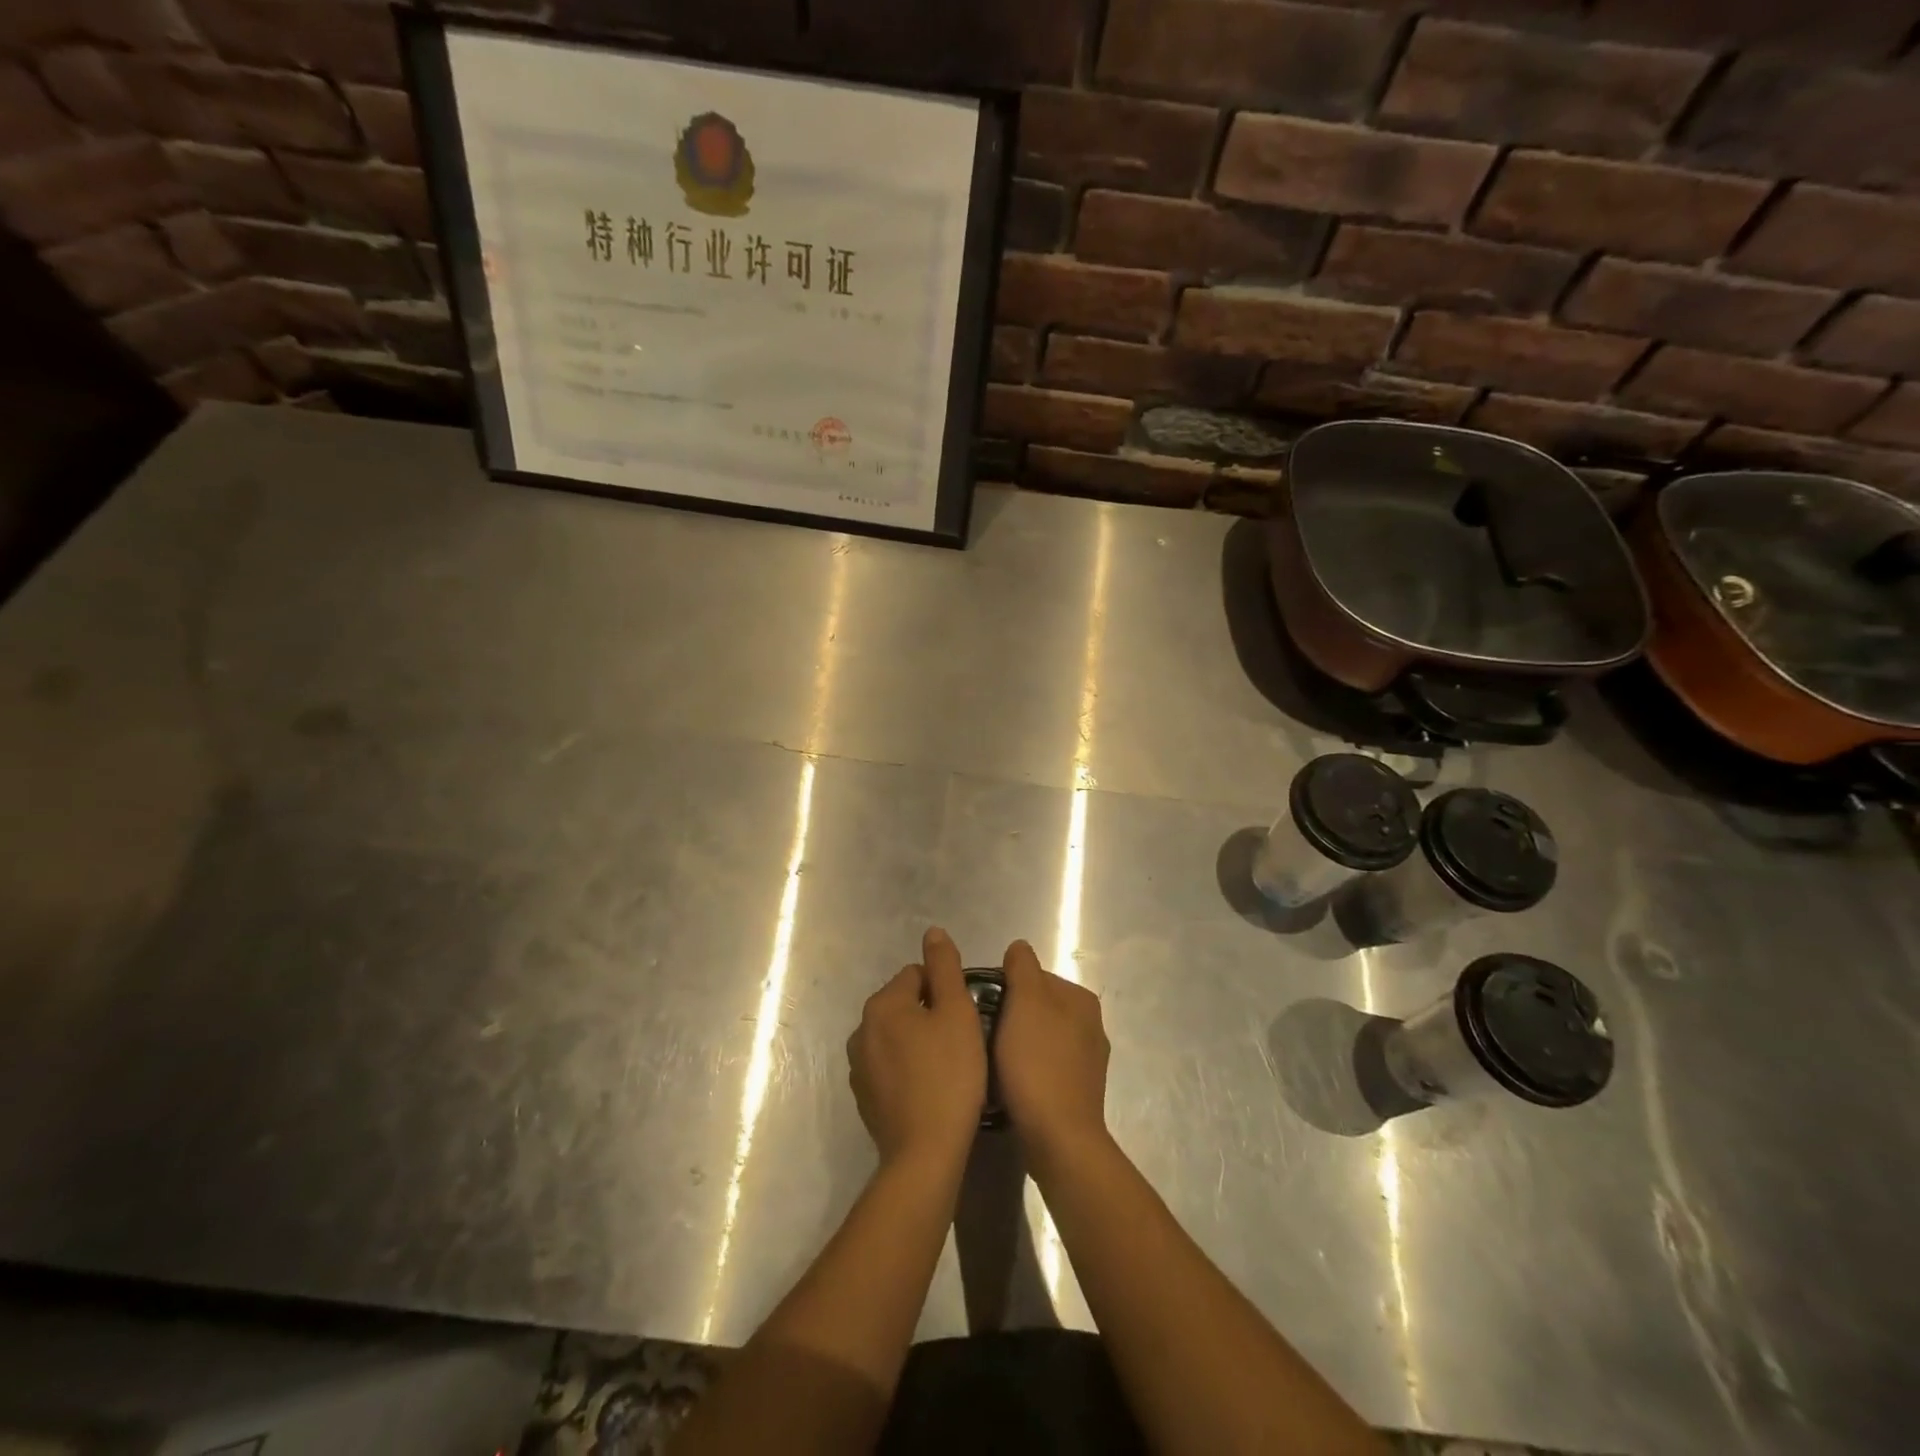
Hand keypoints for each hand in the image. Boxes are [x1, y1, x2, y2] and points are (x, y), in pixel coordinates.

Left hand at [848, 927, 986, 1169]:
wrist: (925, 1153)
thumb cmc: (949, 1075)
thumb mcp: (957, 1012)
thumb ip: (944, 967)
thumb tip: (932, 932)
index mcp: (882, 1004)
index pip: (917, 975)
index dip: (945, 990)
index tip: (964, 1017)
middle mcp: (861, 1028)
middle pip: (904, 1004)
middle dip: (930, 1014)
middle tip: (960, 1041)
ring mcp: (857, 1065)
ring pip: (896, 1035)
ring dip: (917, 1041)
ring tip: (947, 1066)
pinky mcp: (863, 1096)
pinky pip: (889, 1066)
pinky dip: (907, 1068)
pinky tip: (929, 1088)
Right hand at [995, 940, 1111, 1174]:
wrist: (1059, 1139)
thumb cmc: (1037, 1063)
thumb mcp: (1025, 1002)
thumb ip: (1022, 967)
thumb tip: (1019, 947)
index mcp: (1080, 999)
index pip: (1033, 975)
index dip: (1003, 986)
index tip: (979, 1005)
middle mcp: (1090, 1025)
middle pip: (1036, 1006)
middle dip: (1009, 1014)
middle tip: (980, 1032)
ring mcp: (1086, 1061)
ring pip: (1038, 1037)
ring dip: (1015, 1043)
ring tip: (990, 1059)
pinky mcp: (1077, 1092)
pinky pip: (1043, 1067)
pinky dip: (1025, 1069)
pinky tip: (1008, 1082)